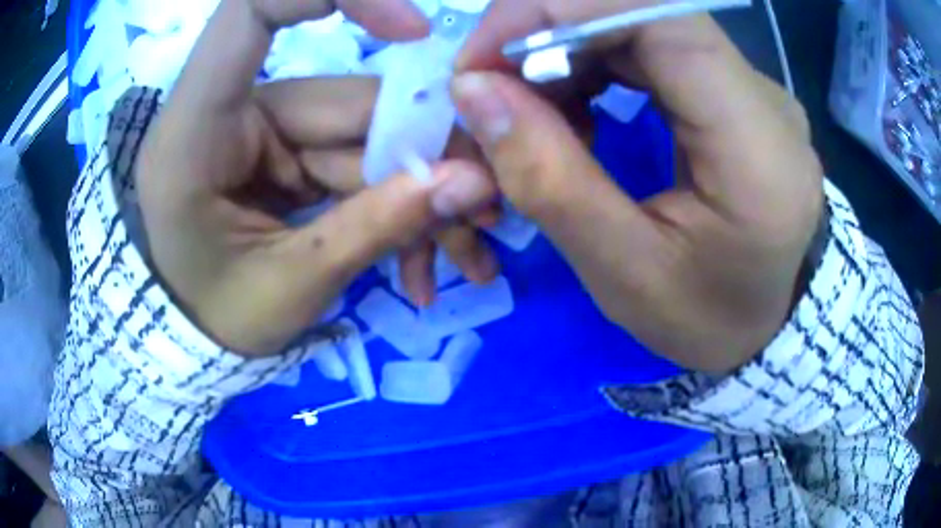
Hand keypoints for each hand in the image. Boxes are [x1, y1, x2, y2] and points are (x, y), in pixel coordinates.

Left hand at [136, 0, 496, 355]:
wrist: (189, 337)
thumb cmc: (213, 319)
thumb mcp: (289, 287)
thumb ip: (374, 228)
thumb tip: (472, 181)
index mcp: (197, 128)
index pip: (255, 12)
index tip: (413, 31)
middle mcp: (230, 113)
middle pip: (347, 100)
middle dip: (425, 156)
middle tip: (485, 212)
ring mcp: (262, 132)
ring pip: (364, 138)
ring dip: (421, 195)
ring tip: (466, 255)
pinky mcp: (285, 154)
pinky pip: (353, 164)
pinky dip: (393, 207)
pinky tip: (423, 264)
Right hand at [453, 1, 823, 372]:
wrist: (777, 320)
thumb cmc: (713, 318)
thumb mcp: (626, 276)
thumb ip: (551, 181)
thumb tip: (475, 93)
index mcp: (755, 146)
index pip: (658, 16)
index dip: (557, 10)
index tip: (481, 60)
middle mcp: (761, 96)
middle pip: (637, 13)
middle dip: (542, 37)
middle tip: (488, 97)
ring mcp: (750, 86)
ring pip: (635, 25)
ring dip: (562, 55)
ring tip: (529, 117)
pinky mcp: (733, 90)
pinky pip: (648, 47)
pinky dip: (590, 67)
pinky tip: (573, 114)